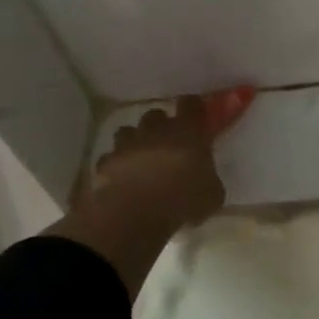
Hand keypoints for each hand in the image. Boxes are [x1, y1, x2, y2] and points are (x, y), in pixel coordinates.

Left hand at [86, 96, 225, 229]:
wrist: (136, 213)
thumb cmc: (184, 200)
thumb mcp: (212, 194)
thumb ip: (209, 179)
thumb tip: (207, 181)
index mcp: (187, 132)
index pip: (191, 105)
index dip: (193, 107)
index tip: (196, 114)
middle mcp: (156, 130)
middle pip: (156, 115)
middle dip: (160, 125)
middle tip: (168, 142)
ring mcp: (127, 144)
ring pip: (128, 132)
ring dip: (135, 141)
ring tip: (141, 159)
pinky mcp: (106, 163)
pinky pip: (111, 158)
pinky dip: (116, 165)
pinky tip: (122, 179)